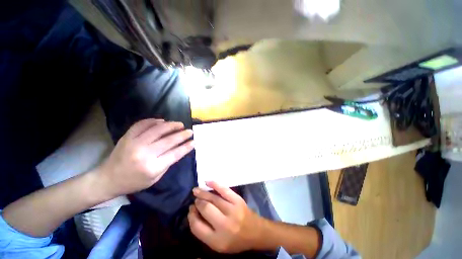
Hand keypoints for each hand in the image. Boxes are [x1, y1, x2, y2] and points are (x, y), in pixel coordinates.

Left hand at [96, 118, 193, 197]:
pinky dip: (153, 121)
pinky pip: (142, 124)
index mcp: (152, 167)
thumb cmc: (134, 182)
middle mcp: (144, 154)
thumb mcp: (155, 178)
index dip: (186, 147)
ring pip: (157, 130)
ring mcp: (134, 143)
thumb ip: (168, 163)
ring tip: (179, 124)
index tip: (194, 141)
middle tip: (190, 131)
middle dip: (182, 135)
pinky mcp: (127, 137)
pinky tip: (162, 120)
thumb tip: (179, 149)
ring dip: (171, 125)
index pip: (175, 154)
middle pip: (168, 140)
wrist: (107, 179)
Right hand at [188, 181, 264, 252]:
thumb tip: (194, 213)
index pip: (197, 227)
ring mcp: (232, 210)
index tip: (191, 210)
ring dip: (203, 193)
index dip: (191, 217)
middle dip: (198, 203)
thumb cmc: (236, 240)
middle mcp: (224, 225)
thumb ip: (205, 232)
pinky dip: (214, 185)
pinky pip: (224, 190)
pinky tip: (207, 182)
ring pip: (213, 198)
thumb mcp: (218, 245)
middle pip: (205, 209)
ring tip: (196, 191)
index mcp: (217, 241)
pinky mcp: (237, 200)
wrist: (256, 232)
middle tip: (195, 200)